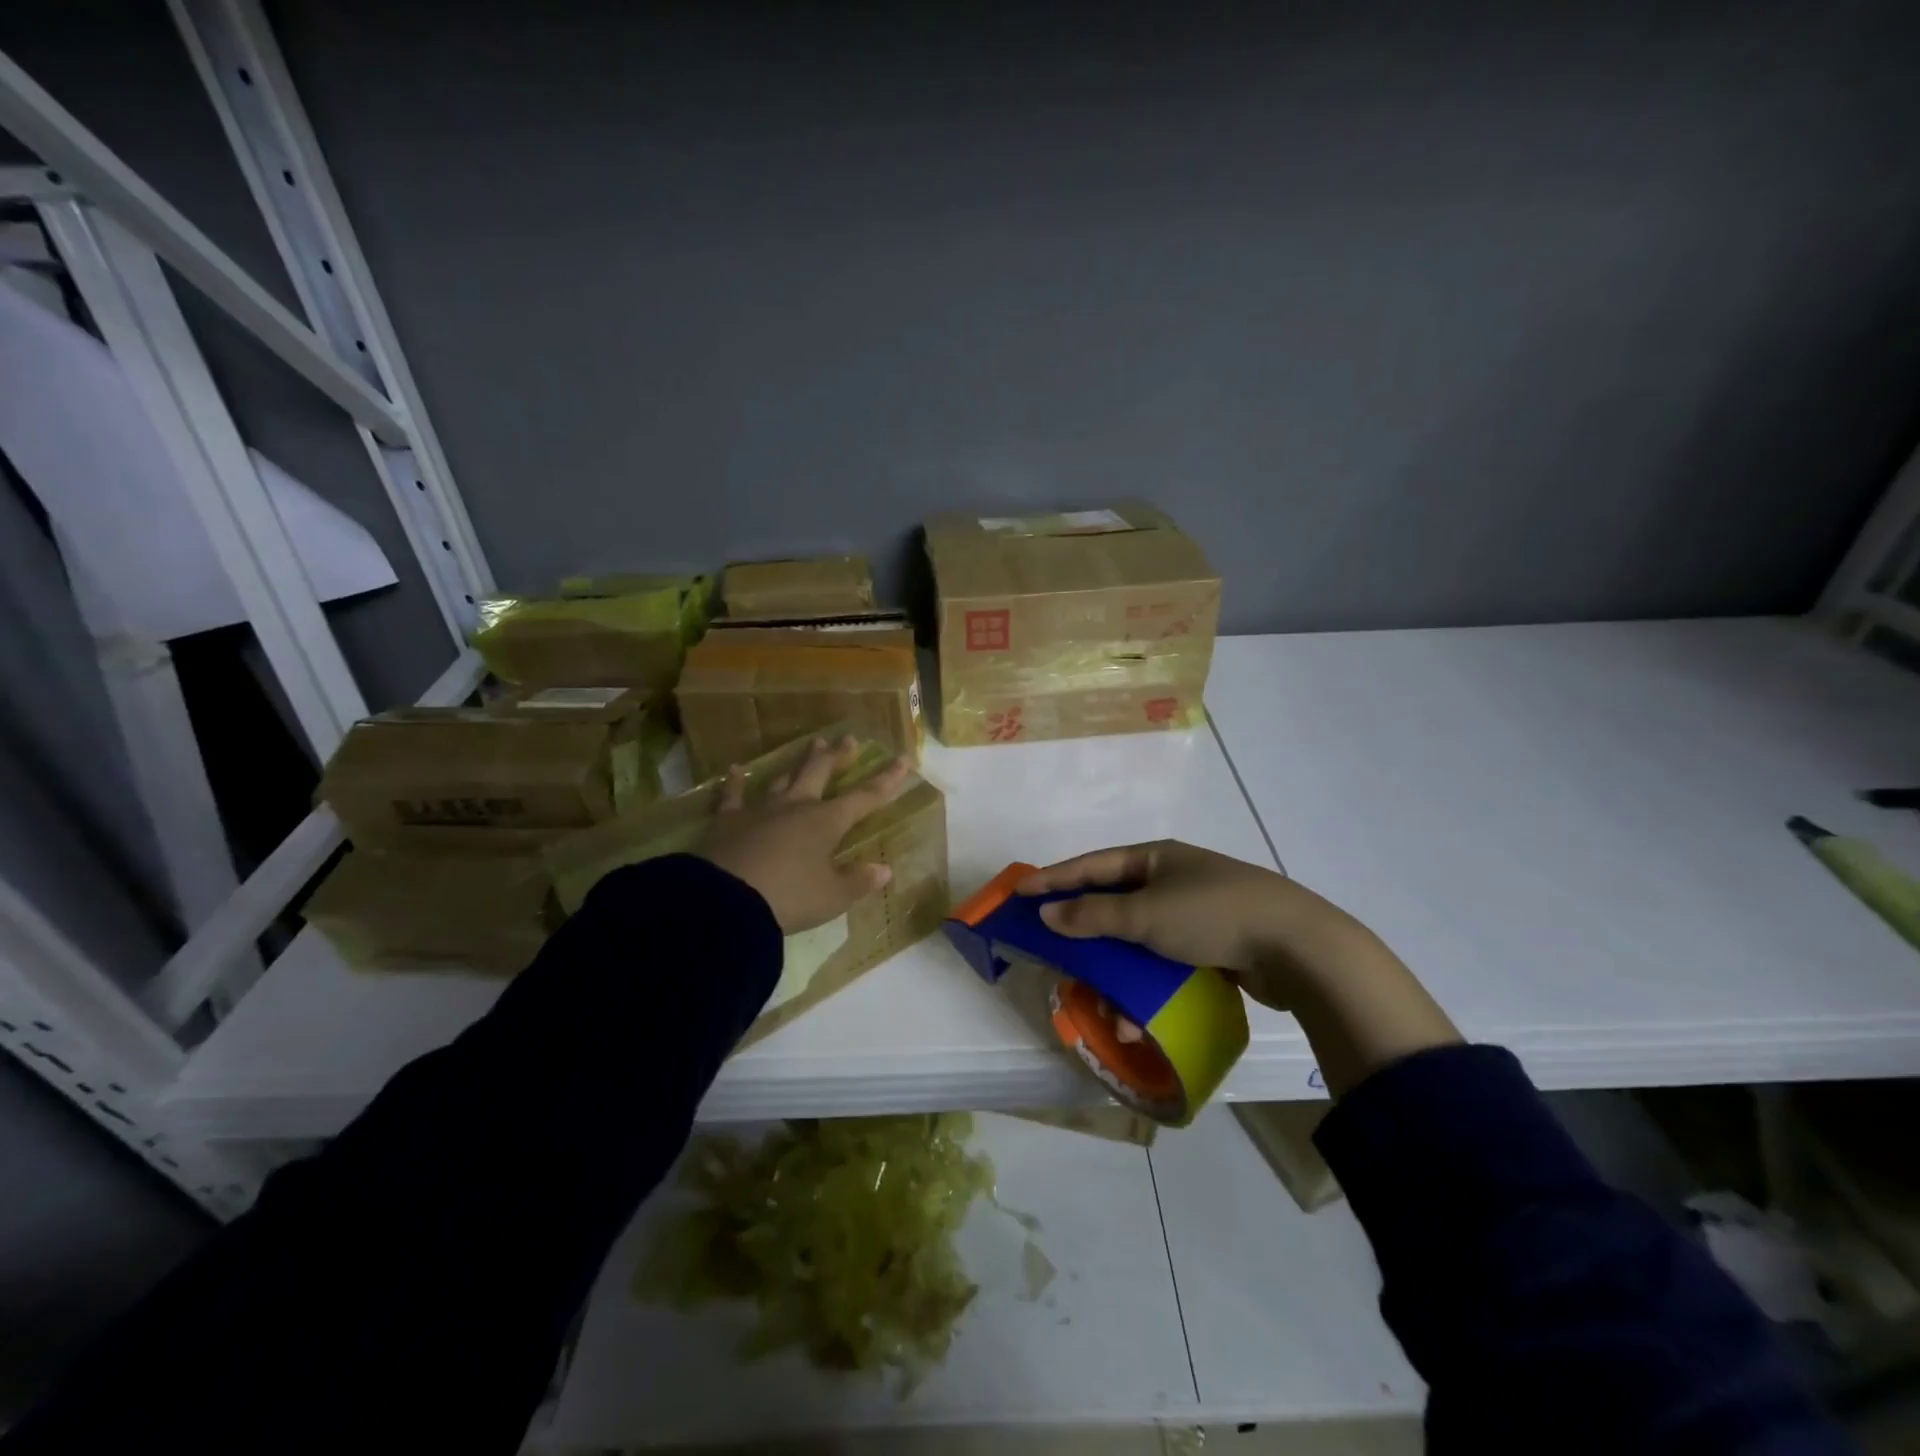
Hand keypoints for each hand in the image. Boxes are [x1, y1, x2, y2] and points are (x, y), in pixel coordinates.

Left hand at [695, 737, 911, 932]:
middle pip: (821, 773)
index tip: (902, 760)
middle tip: (849, 739)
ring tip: (811, 744)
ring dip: (799, 762)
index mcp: (826, 822)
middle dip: (838, 756)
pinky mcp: (727, 821)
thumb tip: (884, 870)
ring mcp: (760, 810)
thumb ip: (858, 882)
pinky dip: (735, 782)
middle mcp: (796, 807)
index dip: (886, 780)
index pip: (864, 797)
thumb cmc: (789, 898)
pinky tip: (735, 769)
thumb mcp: (832, 897)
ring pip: (784, 777)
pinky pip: (733, 796)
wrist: (726, 901)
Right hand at [1018, 840, 1460, 1096]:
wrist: (1298, 946)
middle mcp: (1172, 878)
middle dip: (1083, 930)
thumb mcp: (1146, 914)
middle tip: (1051, 947)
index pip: (1092, 865)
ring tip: (1097, 999)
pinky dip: (1146, 982)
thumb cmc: (1212, 915)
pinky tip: (1136, 1013)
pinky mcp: (1214, 944)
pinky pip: (1165, 960)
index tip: (1018, 893)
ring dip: (1115, 968)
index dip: (1053, 879)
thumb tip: (1046, 912)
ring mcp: (1196, 911)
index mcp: (1155, 858)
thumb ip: (1093, 915)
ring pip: (1139, 938)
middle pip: (1114, 902)